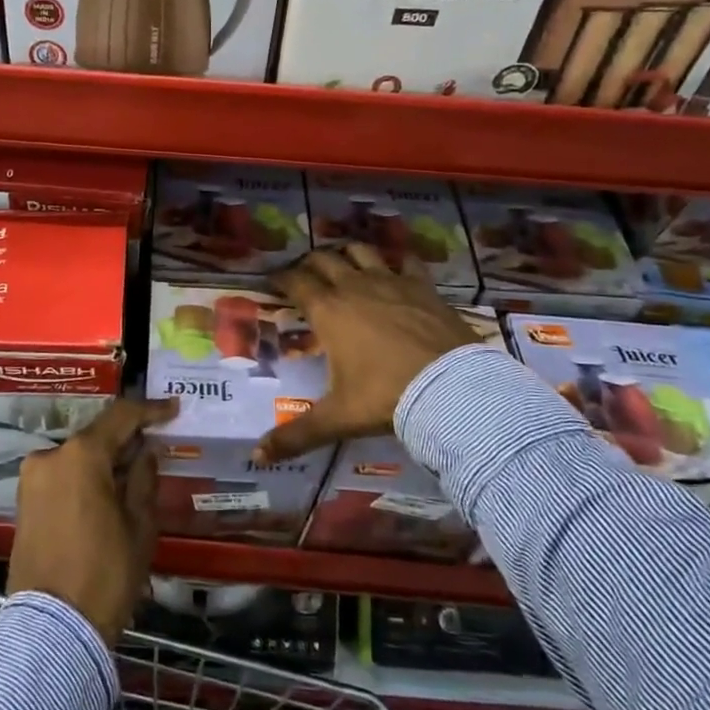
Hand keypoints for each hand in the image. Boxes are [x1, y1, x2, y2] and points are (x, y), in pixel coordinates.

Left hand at [8, 397, 176, 645]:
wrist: (52, 630)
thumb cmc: (105, 574)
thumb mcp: (139, 526)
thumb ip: (144, 478)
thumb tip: (146, 451)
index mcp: (80, 455)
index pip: (120, 417)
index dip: (150, 411)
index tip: (173, 410)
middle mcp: (49, 457)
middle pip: (95, 437)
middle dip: (126, 441)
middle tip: (156, 449)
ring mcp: (31, 480)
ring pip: (77, 458)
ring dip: (104, 462)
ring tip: (134, 476)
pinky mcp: (23, 503)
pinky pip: (61, 477)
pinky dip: (85, 478)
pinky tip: (107, 493)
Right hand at [255, 243, 479, 462]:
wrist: (451, 389)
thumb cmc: (385, 397)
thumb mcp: (337, 418)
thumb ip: (296, 435)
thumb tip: (257, 457)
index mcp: (328, 311)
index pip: (295, 282)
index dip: (280, 278)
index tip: (271, 281)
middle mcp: (355, 287)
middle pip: (324, 259)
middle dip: (310, 263)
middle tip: (304, 274)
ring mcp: (392, 282)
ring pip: (362, 251)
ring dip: (348, 254)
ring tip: (344, 263)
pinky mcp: (423, 287)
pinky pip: (406, 262)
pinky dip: (397, 261)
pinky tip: (397, 268)